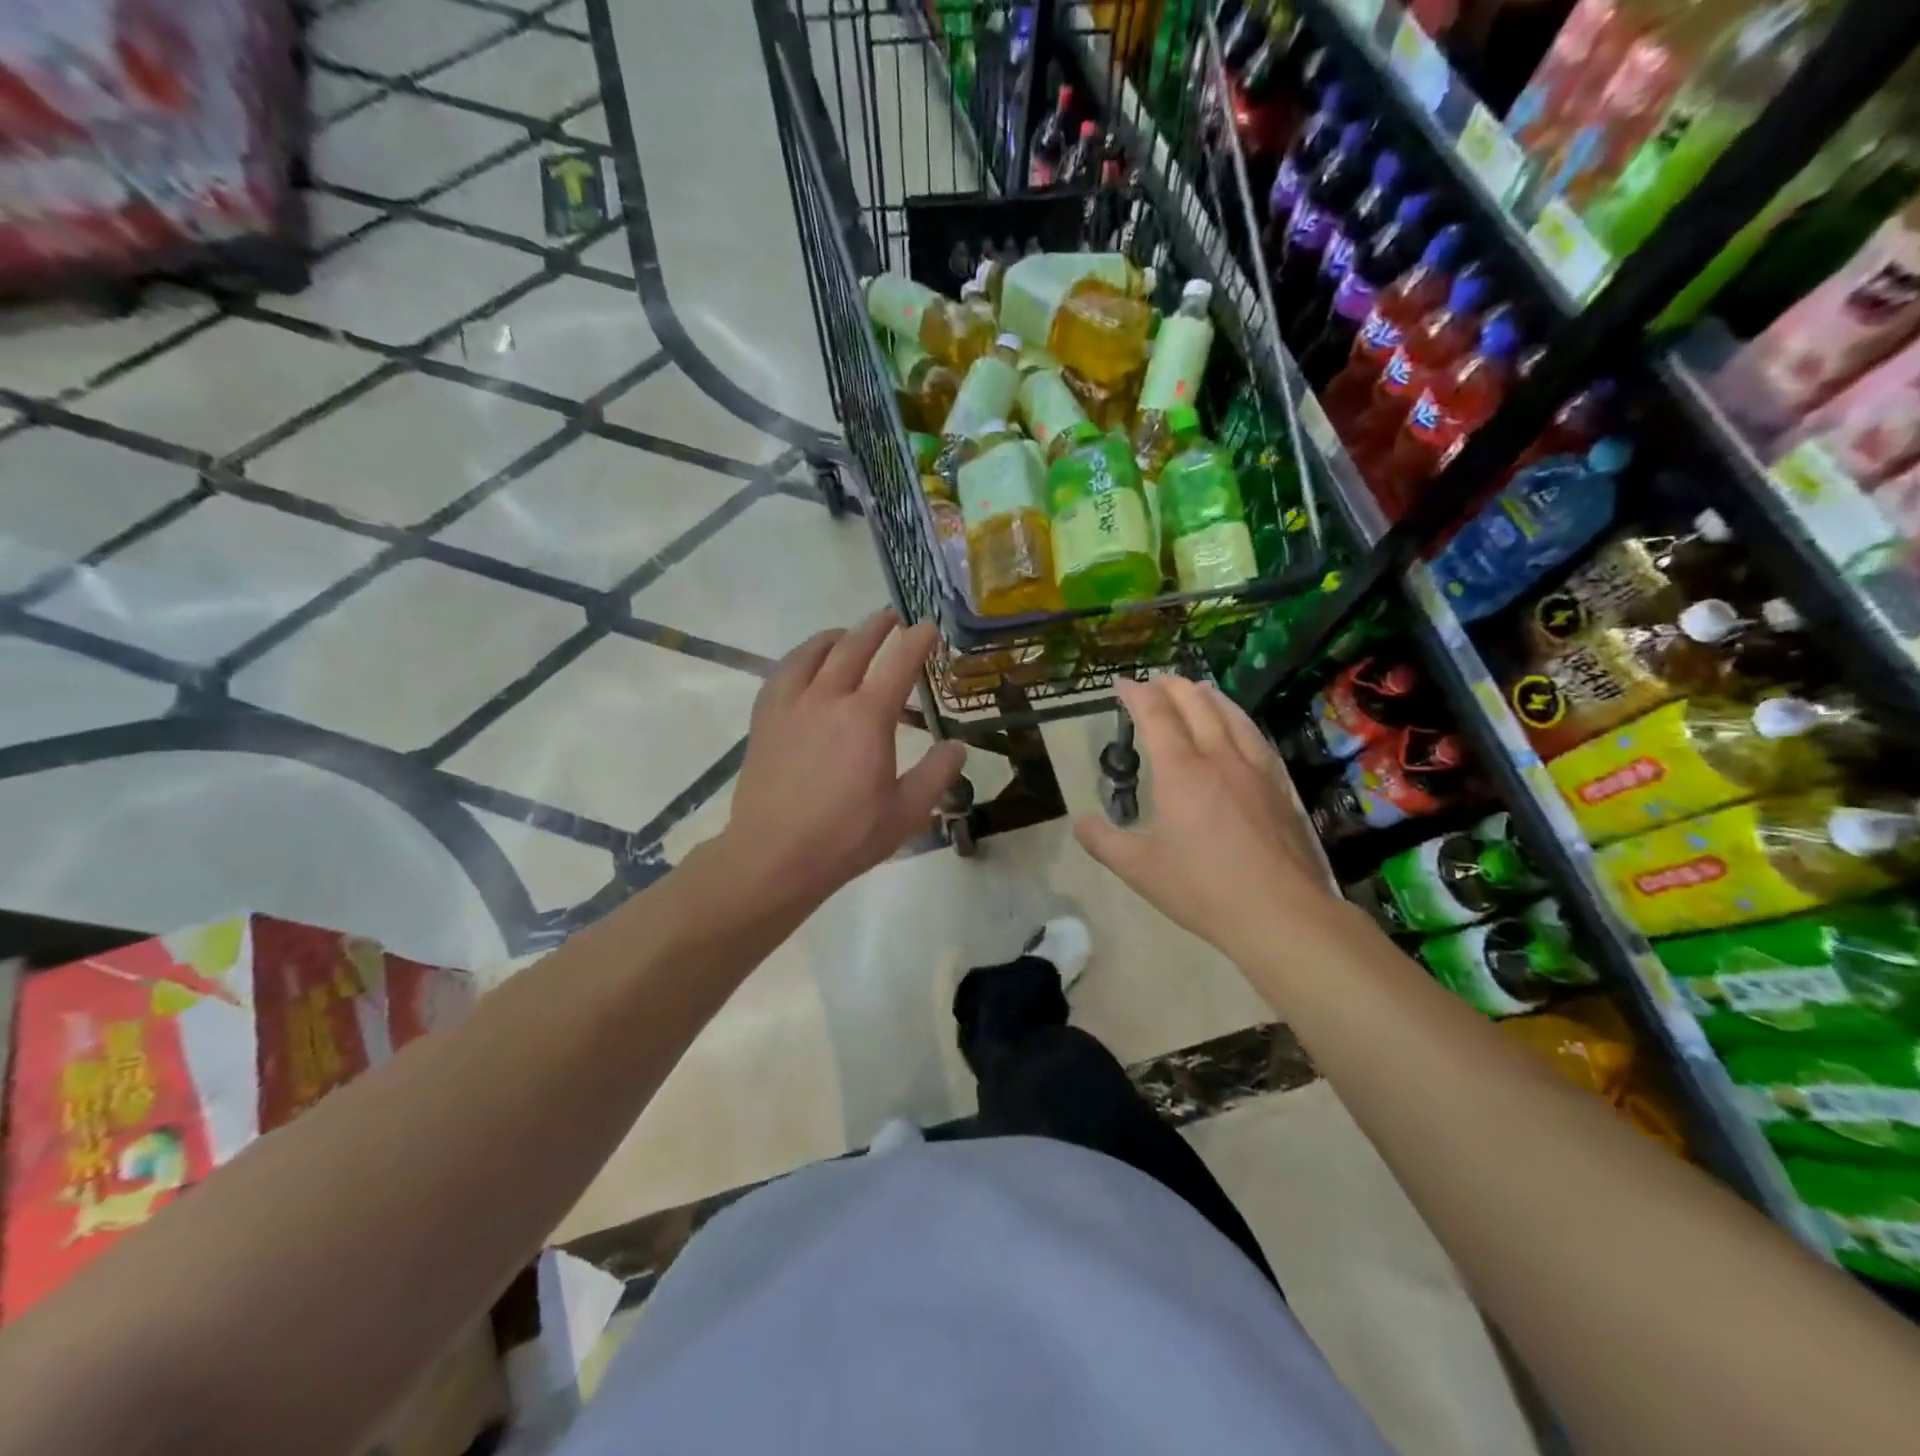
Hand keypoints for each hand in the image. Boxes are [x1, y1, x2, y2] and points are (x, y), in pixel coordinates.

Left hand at [721, 611, 965, 917]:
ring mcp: (791, 704)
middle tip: (892, 617)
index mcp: (867, 717)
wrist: (774, 855)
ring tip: (849, 635)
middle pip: (854, 646)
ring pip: (814, 652)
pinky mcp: (765, 718)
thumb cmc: (846, 836)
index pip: (899, 663)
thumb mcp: (906, 812)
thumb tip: (957, 747)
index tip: (928, 628)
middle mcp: (828, 698)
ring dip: (838, 636)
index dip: (917, 640)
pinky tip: (805, 666)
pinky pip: (783, 672)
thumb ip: (937, 774)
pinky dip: (801, 657)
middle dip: (877, 626)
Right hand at [1076, 676, 1338, 967]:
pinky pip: (1257, 738)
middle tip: (1157, 680)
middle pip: (1196, 706)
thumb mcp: (1139, 869)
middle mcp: (1218, 758)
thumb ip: (1104, 842)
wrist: (1278, 911)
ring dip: (1210, 696)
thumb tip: (1080, 823)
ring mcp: (1254, 769)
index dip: (1137, 695)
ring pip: (1232, 716)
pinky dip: (1241, 720)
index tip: (1123, 684)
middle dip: (1172, 687)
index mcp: (1180, 771)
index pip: (1156, 716)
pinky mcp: (1280, 787)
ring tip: (1199, 687)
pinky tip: (1242, 727)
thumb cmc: (1202, 887)